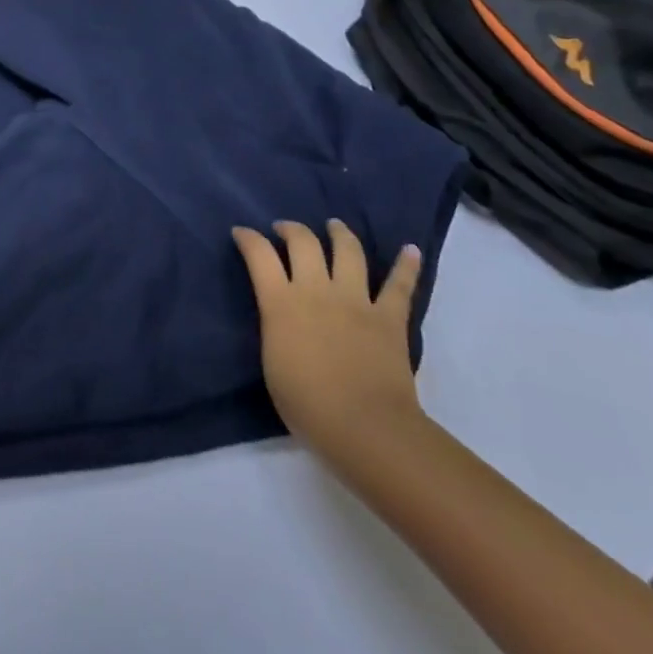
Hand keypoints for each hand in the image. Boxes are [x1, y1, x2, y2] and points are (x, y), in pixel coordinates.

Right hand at [232, 220, 425, 464]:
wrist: (364, 428)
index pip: (259, 255)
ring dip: (340, 233)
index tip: (241, 232)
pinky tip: (411, 249)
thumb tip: (280, 315)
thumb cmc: (307, 405)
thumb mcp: (272, 361)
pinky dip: (407, 265)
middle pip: (303, 242)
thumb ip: (275, 327)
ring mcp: (356, 300)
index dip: (248, 238)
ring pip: (348, 251)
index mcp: (281, 302)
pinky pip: (399, 286)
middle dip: (291, 229)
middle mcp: (316, 290)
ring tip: (334, 226)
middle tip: (285, 229)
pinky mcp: (389, 317)